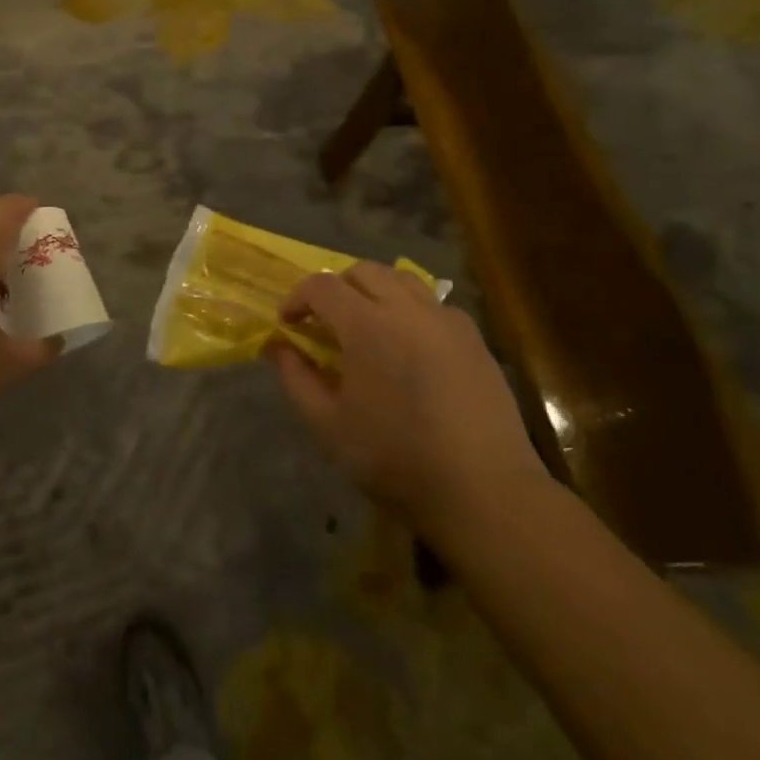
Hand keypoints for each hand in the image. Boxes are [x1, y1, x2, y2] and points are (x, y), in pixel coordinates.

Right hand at [264, 262, 547, 526]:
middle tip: (325, 321)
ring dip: (375, 291)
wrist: (482, 489)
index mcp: (366, 325)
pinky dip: (411, 310)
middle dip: (336, 287)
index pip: (322, 286)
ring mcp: (446, 319)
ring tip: (367, 325)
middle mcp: (407, 308)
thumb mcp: (329, 424)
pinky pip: (434, 305)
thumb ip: (296, 377)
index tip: (288, 323)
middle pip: (363, 271)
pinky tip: (410, 347)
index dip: (297, 298)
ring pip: (402, 279)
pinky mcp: (474, 339)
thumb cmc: (395, 457)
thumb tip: (277, 346)